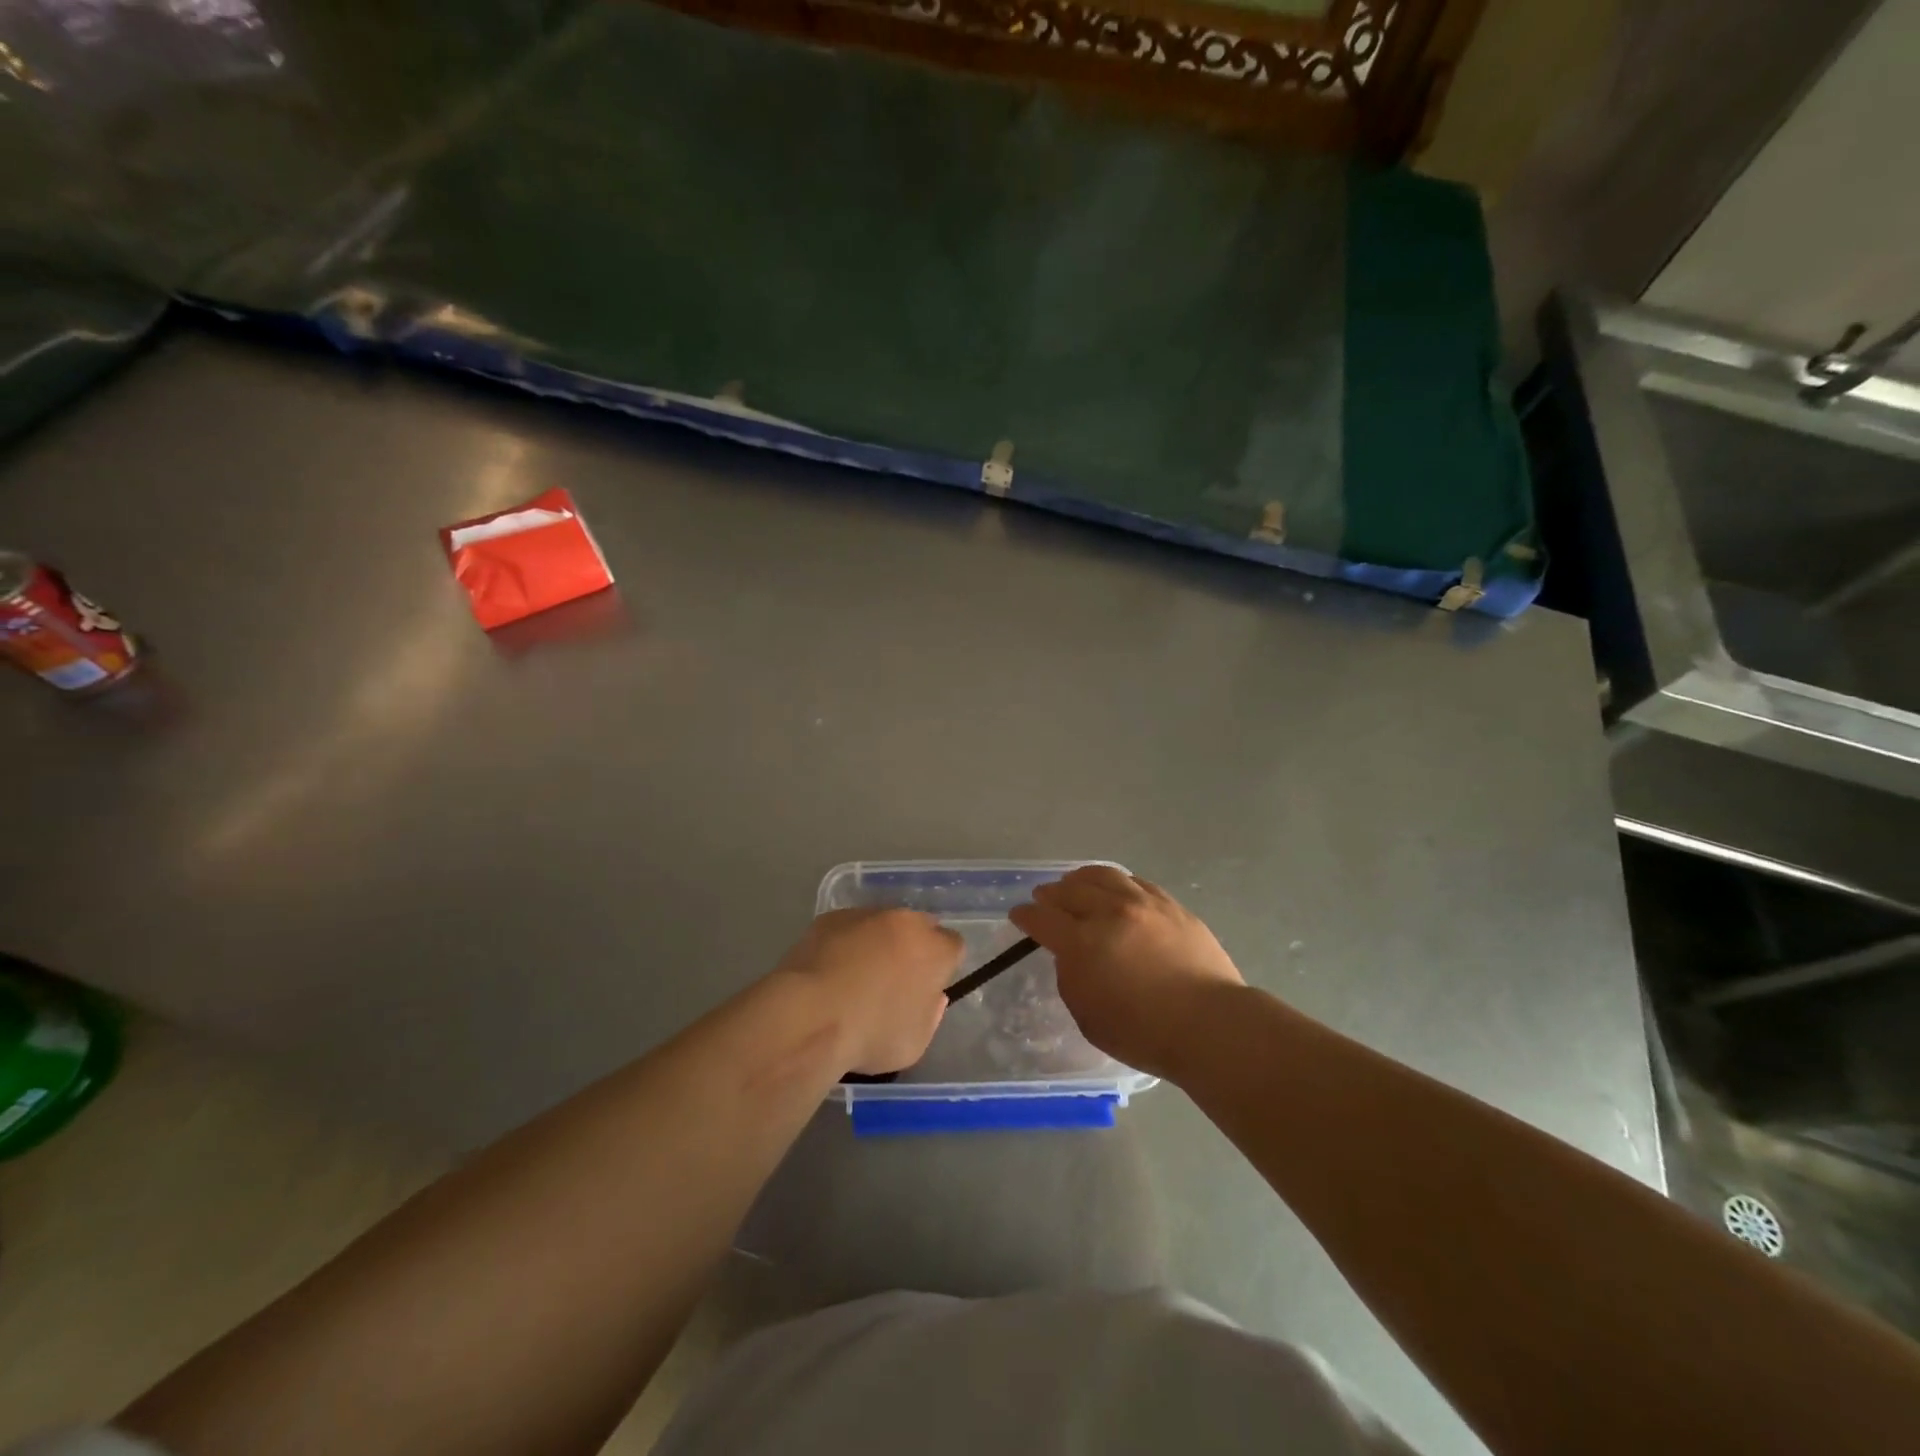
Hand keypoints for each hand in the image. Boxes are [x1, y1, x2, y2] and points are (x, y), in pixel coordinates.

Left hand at [773, 908, 962, 1073]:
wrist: (809, 1016)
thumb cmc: (870, 1035)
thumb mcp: (916, 1042)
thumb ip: (930, 1013)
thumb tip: (931, 996)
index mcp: (934, 949)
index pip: (953, 946)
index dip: (942, 966)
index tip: (927, 986)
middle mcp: (904, 922)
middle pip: (919, 927)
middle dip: (913, 948)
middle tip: (894, 980)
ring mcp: (865, 914)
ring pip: (882, 924)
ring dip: (878, 943)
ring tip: (856, 976)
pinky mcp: (831, 917)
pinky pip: (848, 928)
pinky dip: (846, 943)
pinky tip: (830, 971)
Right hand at [1010, 865, 1244, 1080]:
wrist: (1210, 1025)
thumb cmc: (1144, 1033)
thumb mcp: (1088, 1016)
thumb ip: (1071, 978)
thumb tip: (1071, 956)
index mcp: (1082, 943)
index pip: (1042, 918)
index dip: (1025, 916)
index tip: (1019, 915)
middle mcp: (1109, 913)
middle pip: (1069, 890)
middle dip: (1050, 894)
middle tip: (1044, 898)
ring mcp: (1143, 904)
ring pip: (1103, 876)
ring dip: (1081, 879)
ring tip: (1074, 883)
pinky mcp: (1171, 905)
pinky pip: (1135, 882)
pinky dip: (1117, 882)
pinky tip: (1115, 888)